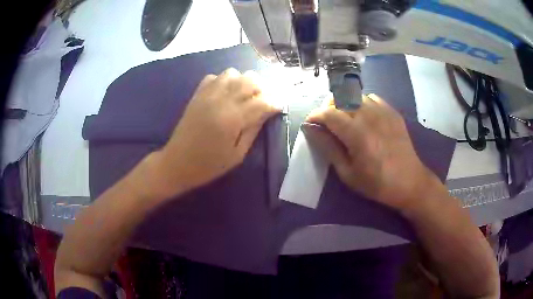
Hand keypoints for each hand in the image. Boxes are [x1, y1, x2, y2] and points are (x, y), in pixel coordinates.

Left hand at [148, 68, 279, 198]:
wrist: (177, 163)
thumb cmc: (209, 165)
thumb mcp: (237, 155)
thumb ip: (253, 130)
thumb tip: (267, 112)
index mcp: (233, 118)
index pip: (262, 101)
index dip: (275, 102)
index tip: (279, 107)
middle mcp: (221, 100)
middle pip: (250, 80)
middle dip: (263, 88)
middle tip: (264, 102)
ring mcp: (207, 94)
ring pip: (233, 73)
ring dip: (244, 82)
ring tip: (245, 96)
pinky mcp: (197, 94)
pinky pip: (214, 77)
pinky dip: (225, 81)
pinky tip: (225, 94)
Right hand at [304, 94, 443, 212]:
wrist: (409, 182)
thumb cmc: (376, 183)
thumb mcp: (348, 173)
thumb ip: (329, 148)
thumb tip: (312, 130)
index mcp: (356, 133)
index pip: (328, 113)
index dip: (315, 115)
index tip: (310, 123)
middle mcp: (369, 116)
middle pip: (341, 98)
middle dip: (327, 107)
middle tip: (326, 122)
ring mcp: (383, 111)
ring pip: (355, 95)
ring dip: (344, 103)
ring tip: (344, 118)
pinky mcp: (392, 112)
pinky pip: (372, 98)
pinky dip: (361, 103)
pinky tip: (363, 116)